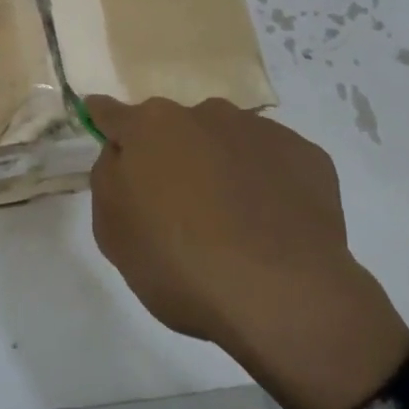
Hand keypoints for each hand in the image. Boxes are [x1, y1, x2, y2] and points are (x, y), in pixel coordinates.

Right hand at [85, 96, 408, 408]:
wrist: (285, 294)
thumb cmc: (180, 264)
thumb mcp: (113, 232)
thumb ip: (109, 179)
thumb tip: (123, 155)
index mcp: (150, 127)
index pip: (112, 113)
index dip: (104, 120)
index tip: (101, 124)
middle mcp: (203, 113)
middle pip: (174, 129)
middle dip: (172, 155)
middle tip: (180, 207)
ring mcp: (259, 130)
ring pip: (225, 142)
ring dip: (220, 167)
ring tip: (234, 223)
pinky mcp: (307, 155)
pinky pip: (272, 163)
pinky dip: (266, 184)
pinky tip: (272, 226)